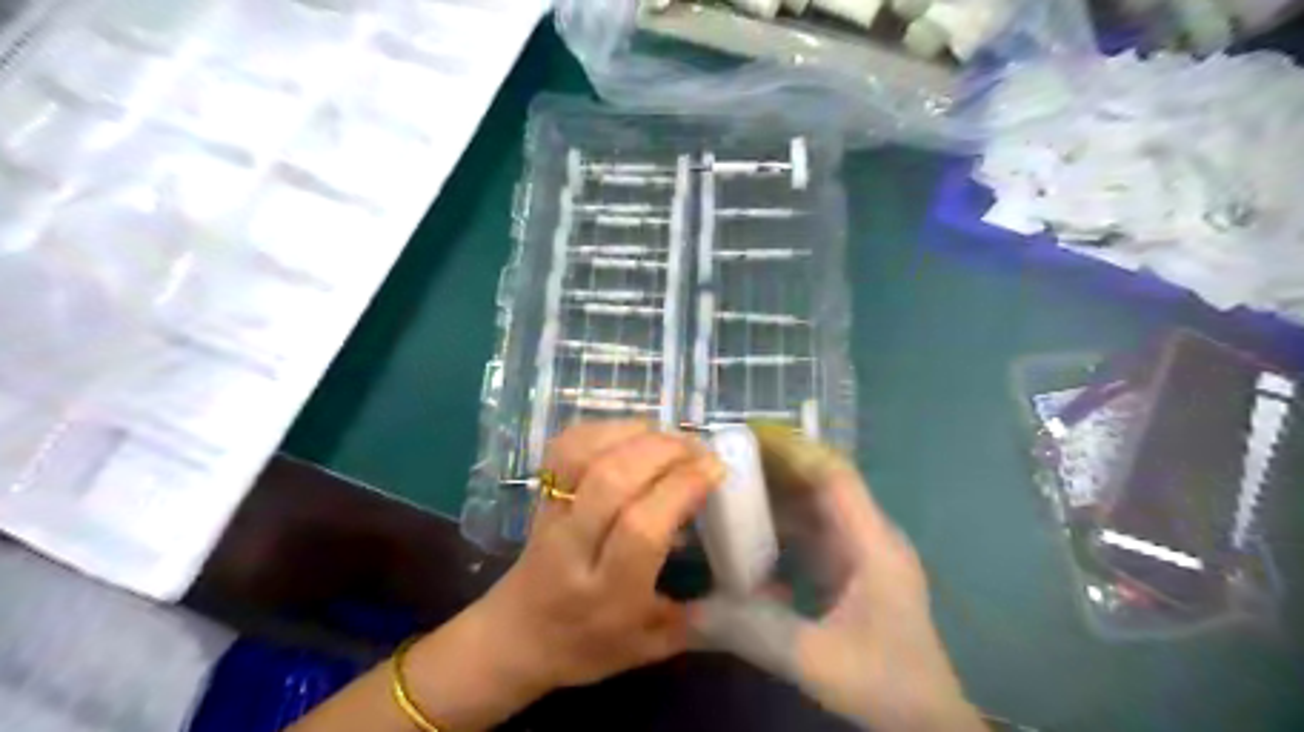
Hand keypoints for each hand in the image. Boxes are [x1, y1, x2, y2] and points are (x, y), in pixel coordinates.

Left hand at [294, 422, 724, 731]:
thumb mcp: (648, 648)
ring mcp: (551, 514)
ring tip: (669, 438)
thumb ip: (697, 621)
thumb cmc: (587, 646)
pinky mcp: (541, 493)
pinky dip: (604, 429)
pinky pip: (566, 446)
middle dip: (664, 451)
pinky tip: (633, 435)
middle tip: (699, 449)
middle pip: (612, 479)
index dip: (681, 488)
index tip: (714, 471)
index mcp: (606, 594)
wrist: (516, 637)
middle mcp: (573, 547)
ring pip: (584, 454)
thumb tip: (748, 587)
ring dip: (635, 434)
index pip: (641, 528)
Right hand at [692, 423, 976, 730]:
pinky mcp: (853, 572)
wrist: (928, 722)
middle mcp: (869, 537)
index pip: (834, 476)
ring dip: (777, 497)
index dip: (794, 450)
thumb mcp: (816, 658)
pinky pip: (813, 535)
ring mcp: (862, 554)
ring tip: (731, 489)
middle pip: (821, 485)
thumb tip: (690, 610)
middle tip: (727, 461)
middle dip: (776, 468)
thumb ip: (754, 629)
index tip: (749, 437)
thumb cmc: (885, 683)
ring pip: (815, 509)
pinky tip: (751, 536)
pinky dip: (782, 528)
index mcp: (873, 544)